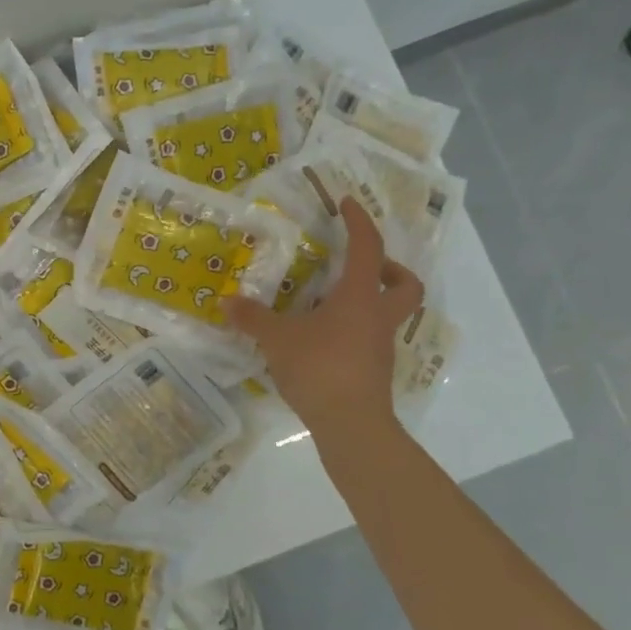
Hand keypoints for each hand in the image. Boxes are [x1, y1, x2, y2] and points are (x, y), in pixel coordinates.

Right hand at [224, 195, 422, 437]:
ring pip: (389, 313)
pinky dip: (353, 330)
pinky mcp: (374, 370)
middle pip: (404, 284)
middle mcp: (377, 316)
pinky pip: (370, 338)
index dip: (359, 222)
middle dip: (389, 269)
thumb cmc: (319, 367)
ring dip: (368, 301)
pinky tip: (323, 338)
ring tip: (328, 304)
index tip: (348, 204)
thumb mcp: (277, 338)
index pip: (367, 248)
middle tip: (358, 266)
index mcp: (359, 297)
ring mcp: (380, 346)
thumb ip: (252, 318)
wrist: (352, 424)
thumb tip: (225, 301)